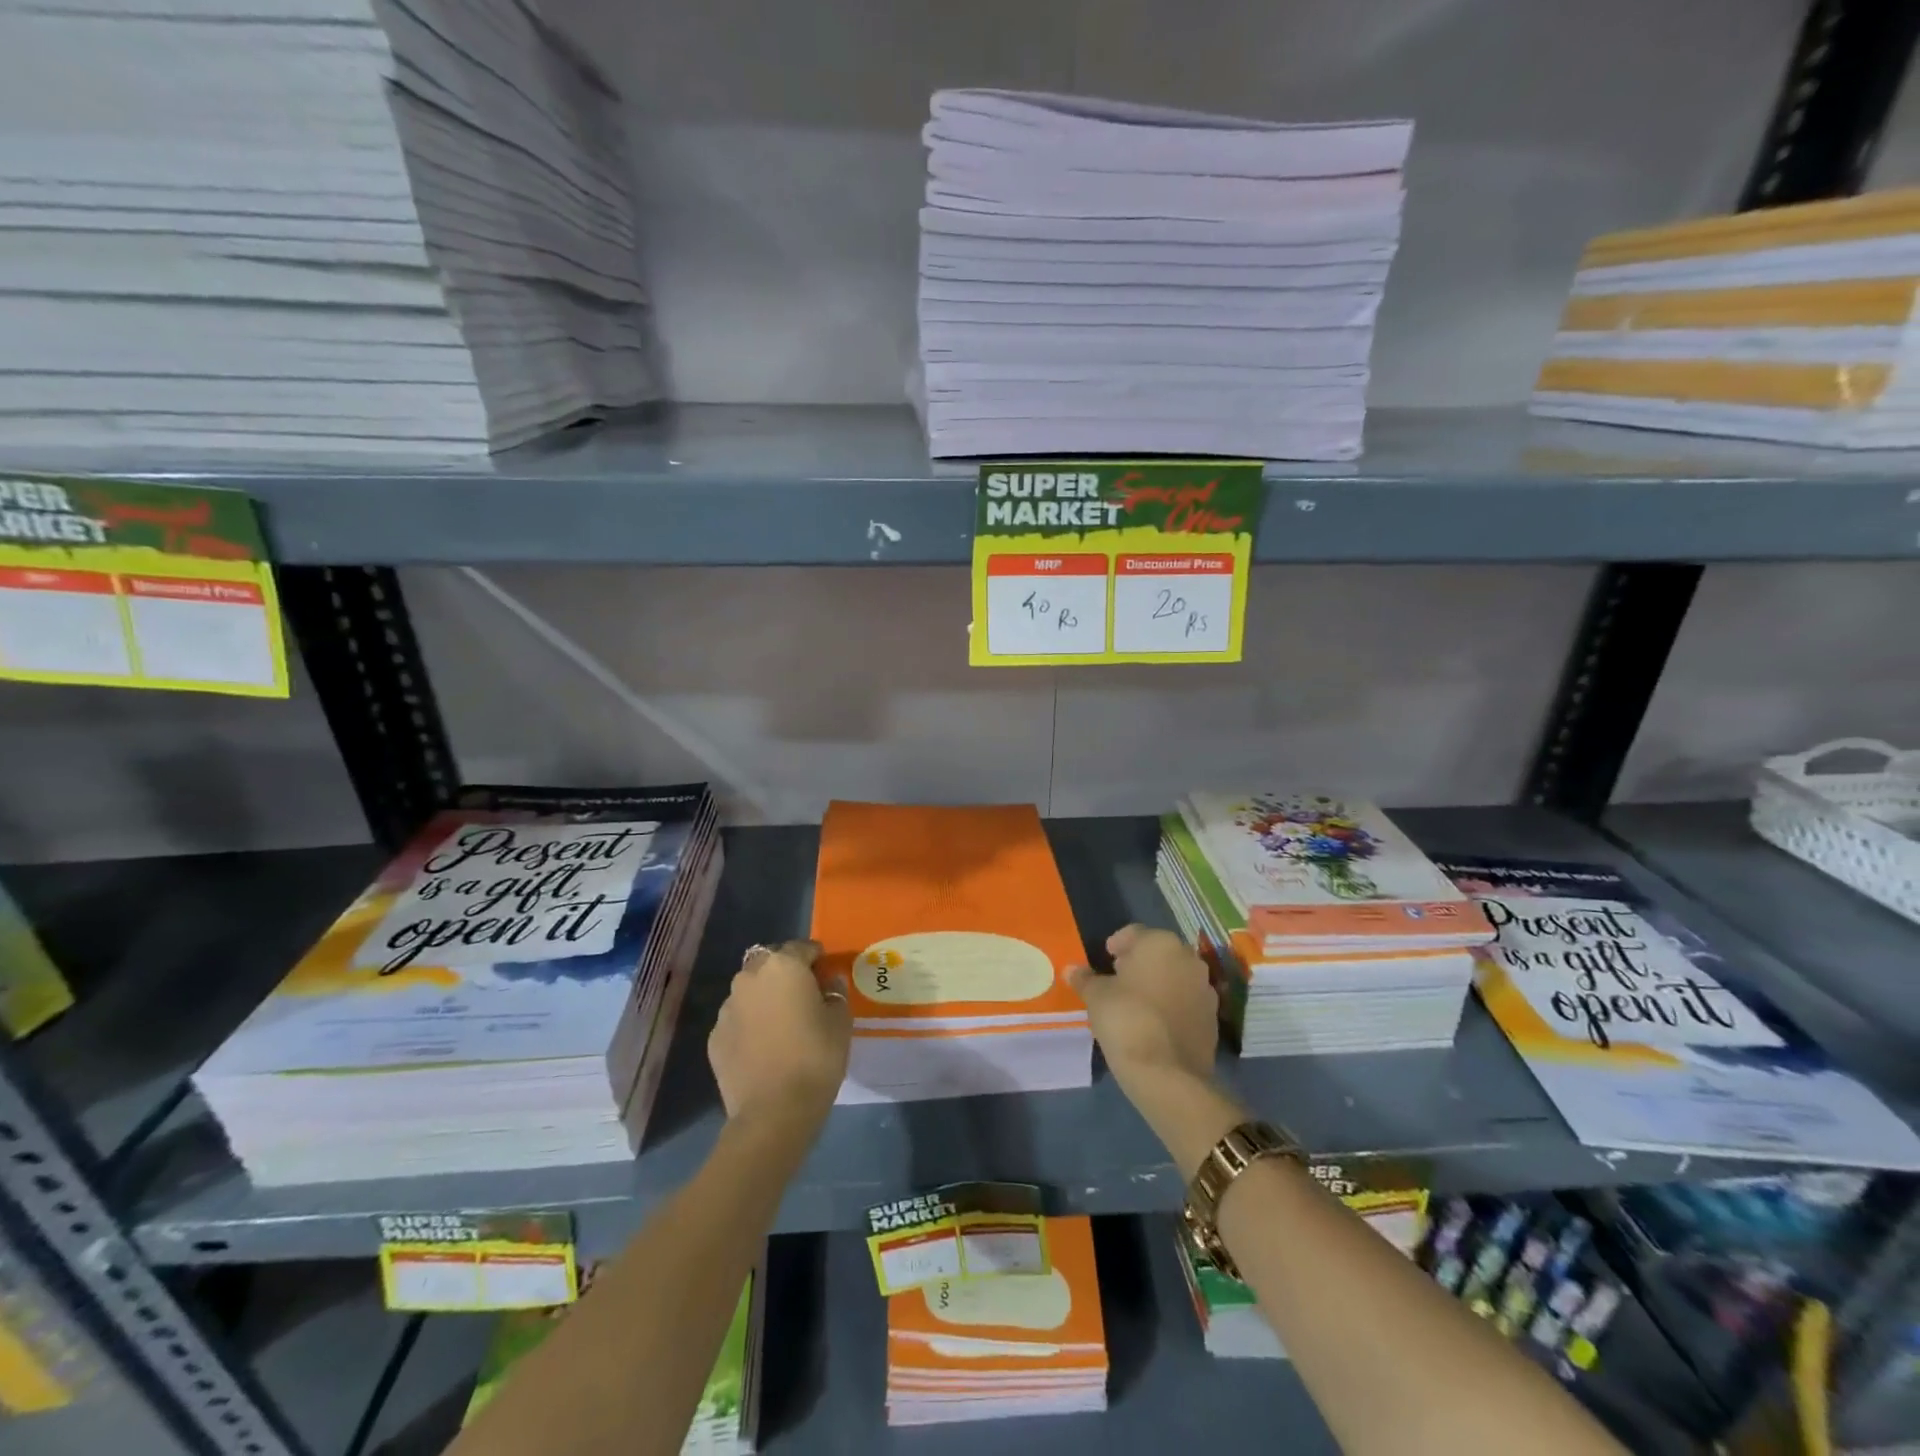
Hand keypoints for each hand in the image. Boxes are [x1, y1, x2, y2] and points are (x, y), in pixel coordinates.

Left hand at [709, 939, 851, 1130]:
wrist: (773, 1112)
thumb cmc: (816, 1057)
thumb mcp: (841, 1021)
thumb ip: (835, 994)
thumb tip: (829, 984)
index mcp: (783, 966)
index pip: (803, 948)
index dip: (818, 960)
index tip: (827, 976)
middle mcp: (750, 978)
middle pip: (771, 963)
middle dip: (786, 973)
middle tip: (804, 997)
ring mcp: (727, 1008)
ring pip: (750, 991)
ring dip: (765, 998)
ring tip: (782, 1024)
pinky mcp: (714, 1037)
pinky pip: (738, 1020)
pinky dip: (750, 1025)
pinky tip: (764, 1047)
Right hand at [1068, 924, 1218, 1089]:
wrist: (1168, 1074)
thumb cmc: (1126, 1019)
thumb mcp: (1096, 996)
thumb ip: (1085, 979)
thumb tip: (1071, 970)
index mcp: (1160, 943)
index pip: (1134, 933)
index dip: (1117, 945)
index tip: (1105, 959)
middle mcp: (1188, 958)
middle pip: (1158, 953)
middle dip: (1139, 962)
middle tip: (1118, 979)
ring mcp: (1205, 989)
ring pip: (1175, 977)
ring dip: (1158, 983)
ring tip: (1135, 1003)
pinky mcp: (1212, 1018)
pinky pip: (1186, 1002)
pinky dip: (1171, 1005)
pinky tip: (1154, 1023)